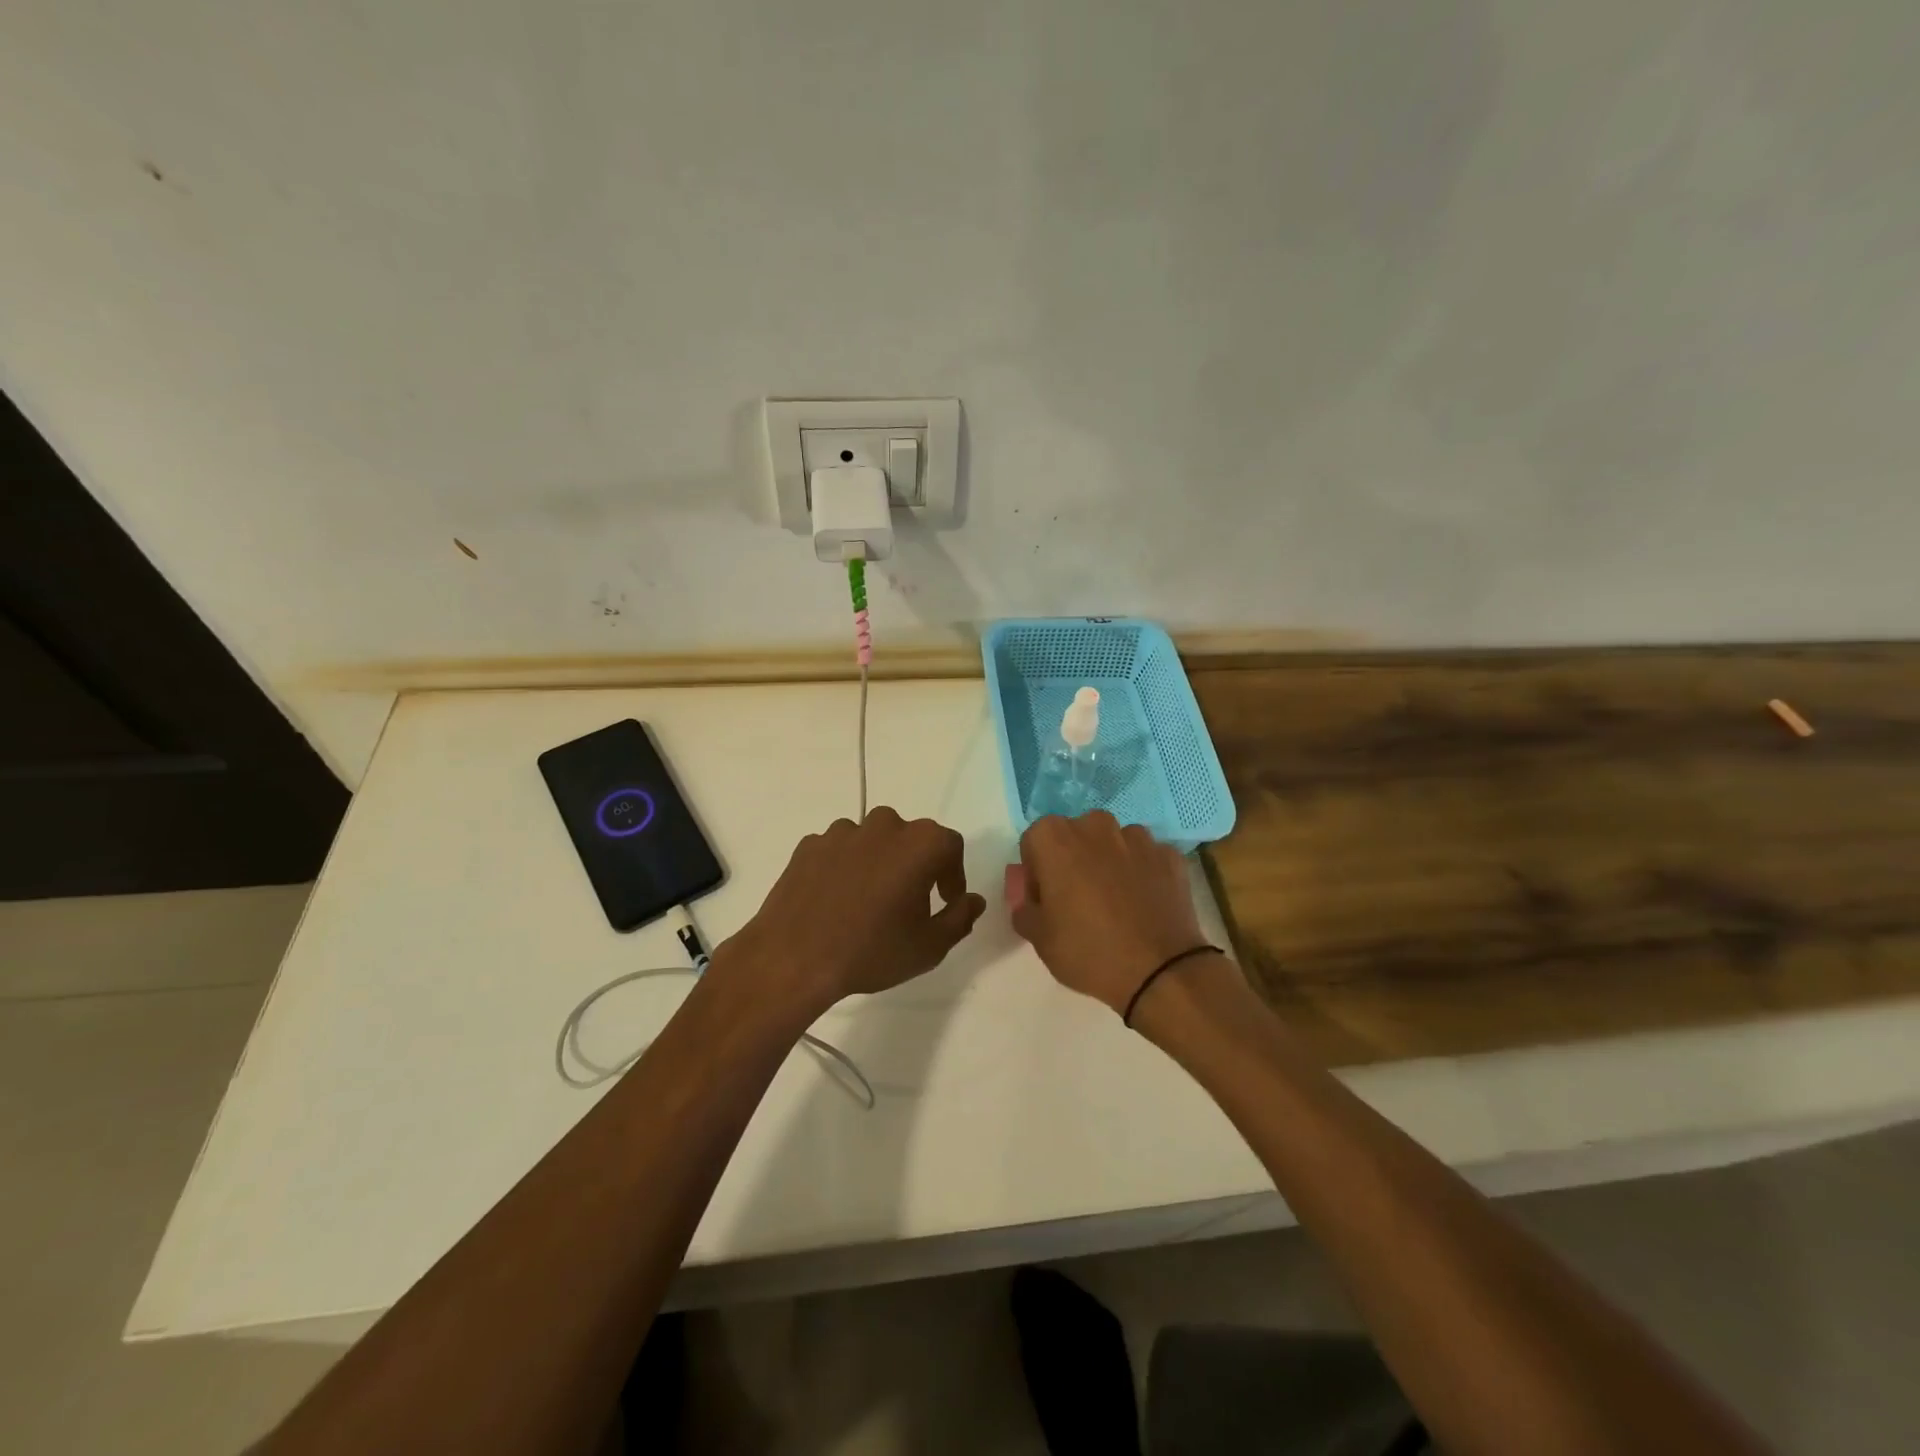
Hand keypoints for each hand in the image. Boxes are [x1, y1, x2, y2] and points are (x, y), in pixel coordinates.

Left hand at [721, 806, 984, 1016]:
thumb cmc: (872, 950)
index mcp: (920, 843)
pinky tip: (837, 901)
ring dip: (879, 863)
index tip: (946, 901)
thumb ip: (960, 917)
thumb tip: (974, 900)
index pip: (951, 846)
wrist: (793, 958)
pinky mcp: (809, 845)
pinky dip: (845, 867)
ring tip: (869, 902)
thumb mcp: (930, 946)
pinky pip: (839, 851)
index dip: (954, 874)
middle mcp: (883, 825)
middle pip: (911, 838)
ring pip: (873, 841)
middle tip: (910, 903)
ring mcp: (842, 832)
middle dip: (917, 865)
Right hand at [1013, 812, 1207, 1016]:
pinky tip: (1144, 905)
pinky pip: (1146, 858)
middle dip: (1073, 860)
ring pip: (1113, 843)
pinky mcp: (1169, 855)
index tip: (1046, 899)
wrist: (1160, 970)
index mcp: (1055, 838)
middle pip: (1075, 836)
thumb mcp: (1039, 939)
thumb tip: (1031, 901)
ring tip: (1116, 904)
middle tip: (1078, 900)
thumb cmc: (1088, 950)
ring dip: (1109, 863)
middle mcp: (1095, 825)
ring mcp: (1137, 837)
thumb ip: (1025, 910)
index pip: (1035, 842)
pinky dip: (1142, 874)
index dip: (1037, 871)